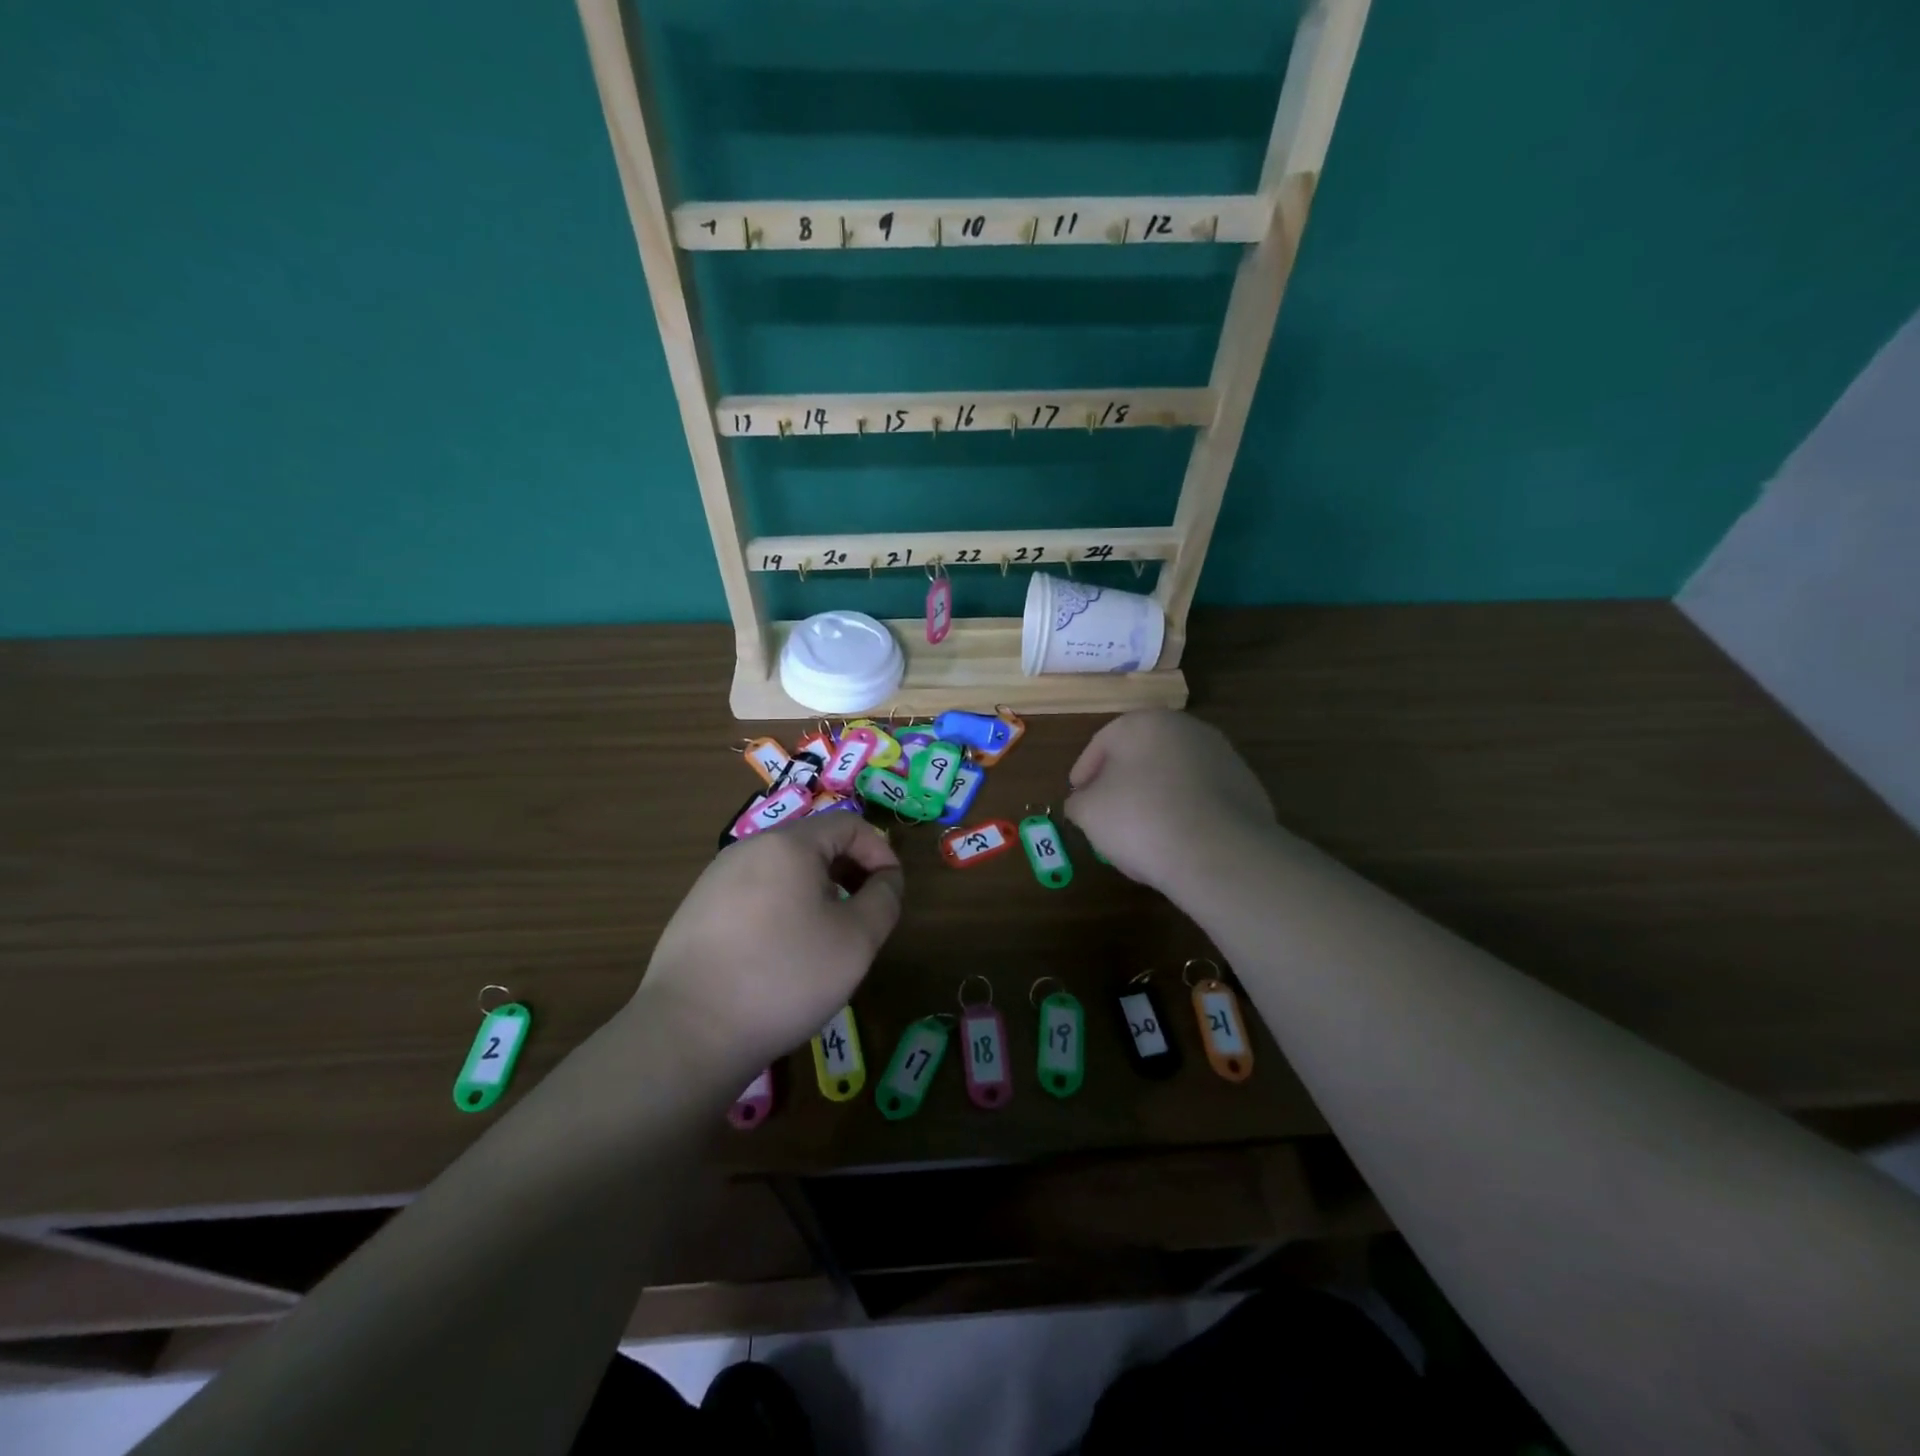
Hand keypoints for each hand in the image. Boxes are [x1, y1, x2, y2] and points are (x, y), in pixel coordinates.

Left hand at [631, 814, 903, 1083]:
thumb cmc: (784, 977)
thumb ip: (884, 899)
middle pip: (814, 843)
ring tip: (823, 939)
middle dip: (848, 872)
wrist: (689, 1032)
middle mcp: (748, 848)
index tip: (890, 893)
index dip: (880, 852)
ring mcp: (716, 878)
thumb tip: (886, 878)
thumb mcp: (856, 941)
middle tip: (862, 918)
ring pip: (783, 870)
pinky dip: (781, 909)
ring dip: (815, 892)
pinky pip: (754, 893)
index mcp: (788, 844)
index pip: (849, 824)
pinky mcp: (697, 909)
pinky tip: (779, 955)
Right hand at [1064, 710, 1274, 897]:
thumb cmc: (1141, 819)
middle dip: (1122, 781)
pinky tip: (1178, 839)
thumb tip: (1084, 802)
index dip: (1084, 772)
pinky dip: (1186, 811)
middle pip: (1141, 754)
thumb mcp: (1088, 812)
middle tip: (1108, 813)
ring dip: (1156, 795)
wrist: (1221, 852)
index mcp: (1143, 722)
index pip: (1102, 743)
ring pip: (1174, 774)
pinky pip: (1202, 797)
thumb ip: (1079, 801)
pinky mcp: (1247, 786)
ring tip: (1144, 832)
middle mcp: (1185, 728)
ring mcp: (1222, 755)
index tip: (1077, 797)